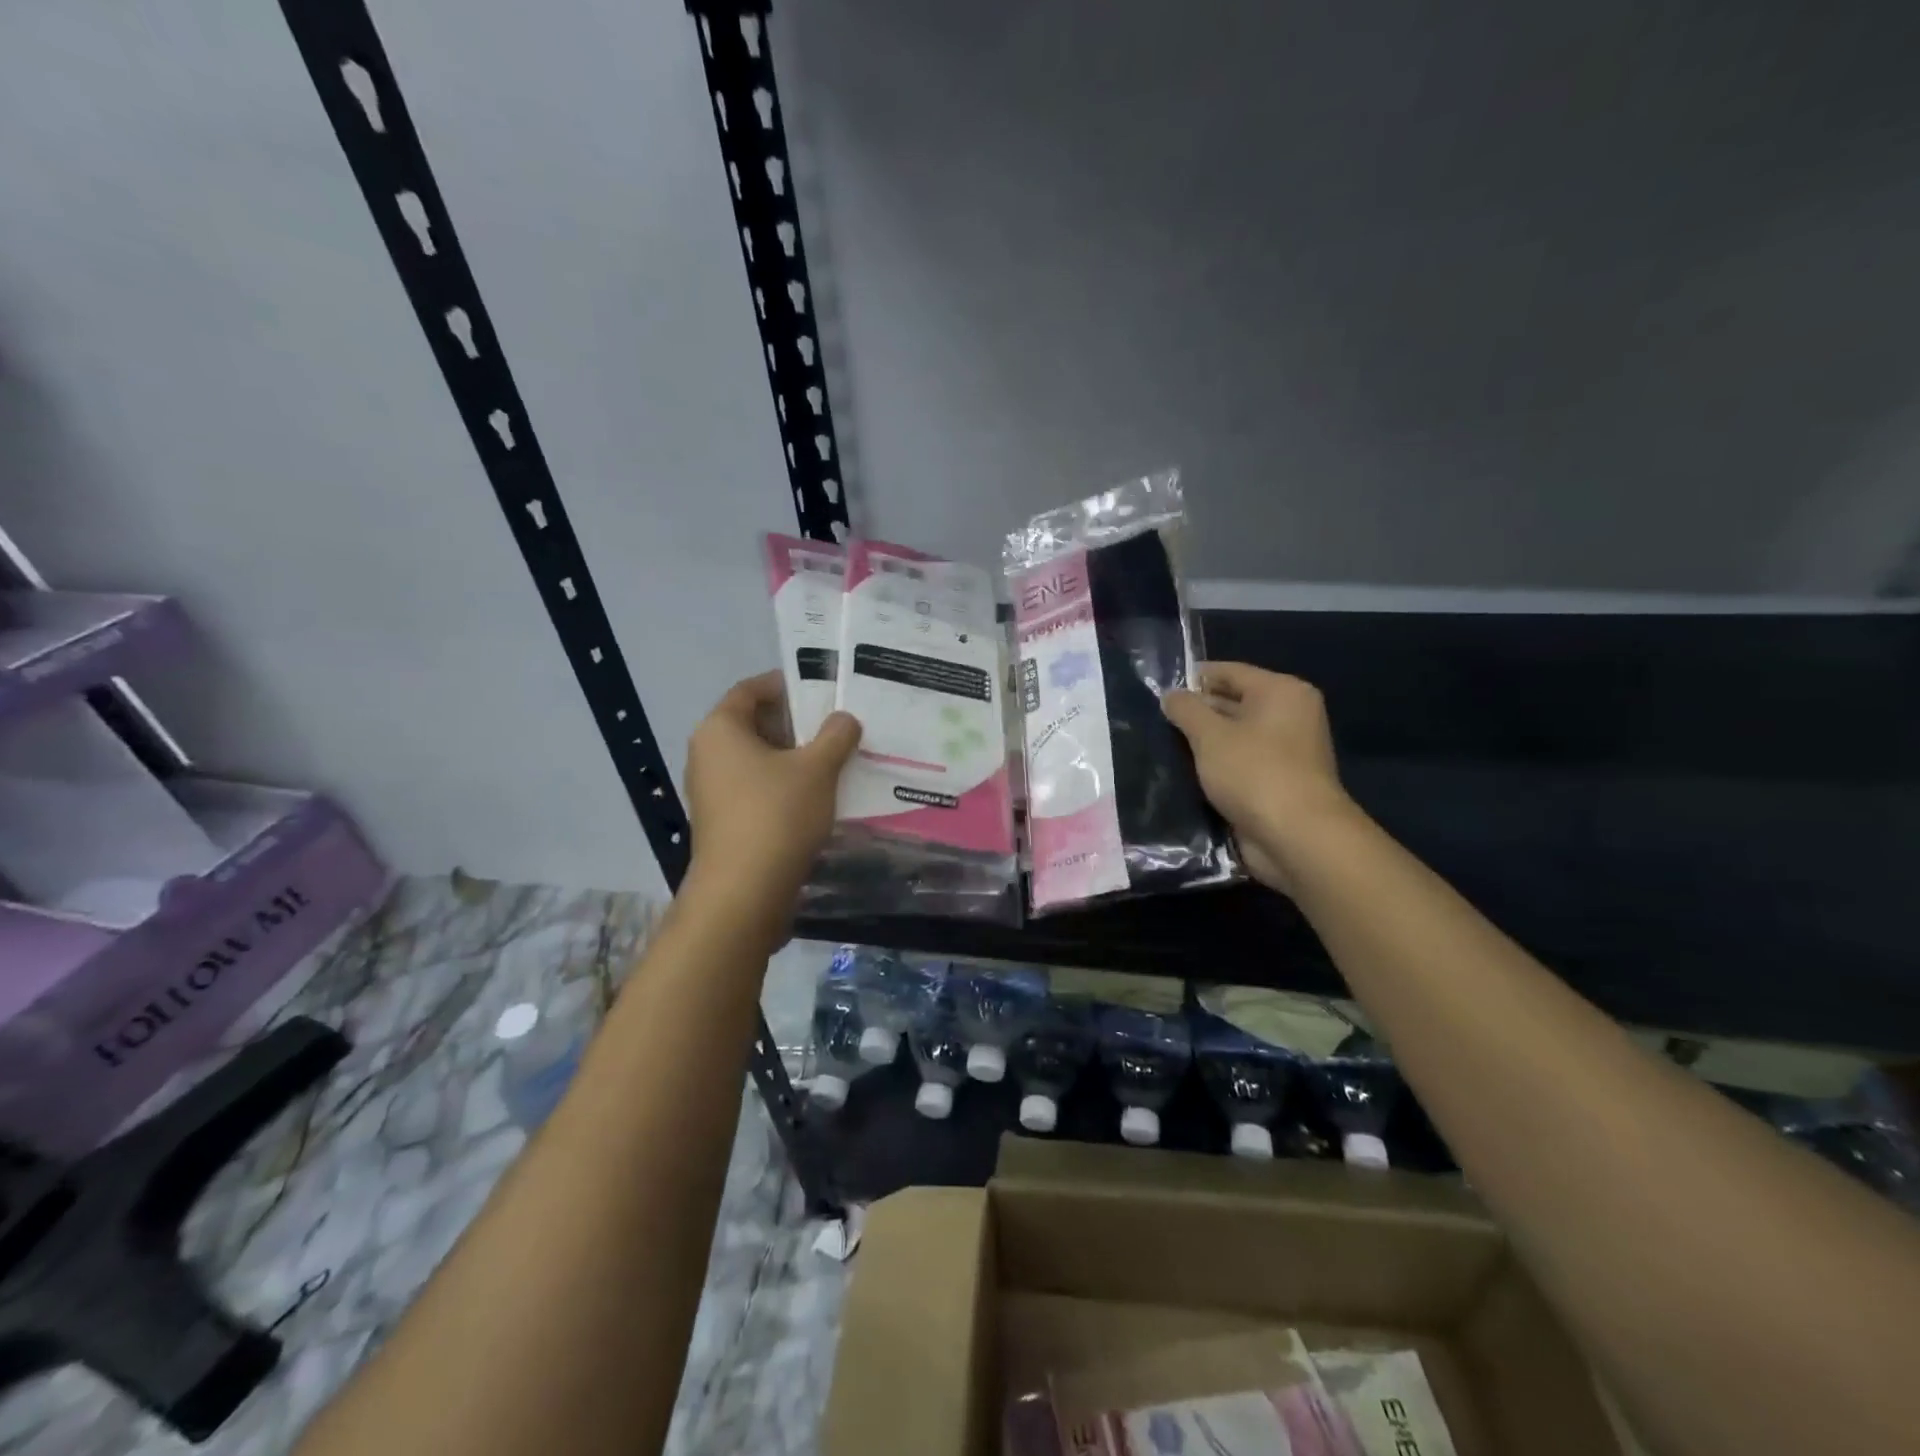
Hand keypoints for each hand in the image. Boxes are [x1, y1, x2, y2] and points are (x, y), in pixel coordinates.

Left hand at [683, 672, 860, 903]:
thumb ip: (835, 735)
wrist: (744, 892)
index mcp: (720, 729)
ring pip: (757, 759)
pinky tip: (817, 794)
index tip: (821, 689)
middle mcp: (707, 754)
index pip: (750, 690)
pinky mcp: (723, 821)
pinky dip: (783, 784)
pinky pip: (756, 788)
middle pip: (754, 724)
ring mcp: (712, 791)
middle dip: (795, 723)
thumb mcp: (817, 768)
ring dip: (793, 756)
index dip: (785, 685)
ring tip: (834, 758)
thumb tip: (844, 719)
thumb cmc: (777, 814)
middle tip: (836, 724)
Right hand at [1161, 663, 1357, 892]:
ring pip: (1234, 737)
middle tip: (1155, 721)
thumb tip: (1171, 695)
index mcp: (1282, 692)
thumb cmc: (1254, 772)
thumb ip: (1186, 709)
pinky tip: (1184, 773)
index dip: (1193, 678)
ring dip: (1203, 744)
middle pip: (1233, 703)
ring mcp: (1286, 752)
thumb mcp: (1210, 735)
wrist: (1296, 838)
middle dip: (1197, 713)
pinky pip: (1239, 765)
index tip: (1158, 689)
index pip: (1230, 672)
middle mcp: (1289, 716)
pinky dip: (1216, 767)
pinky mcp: (1277, 783)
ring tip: (1162, 746)